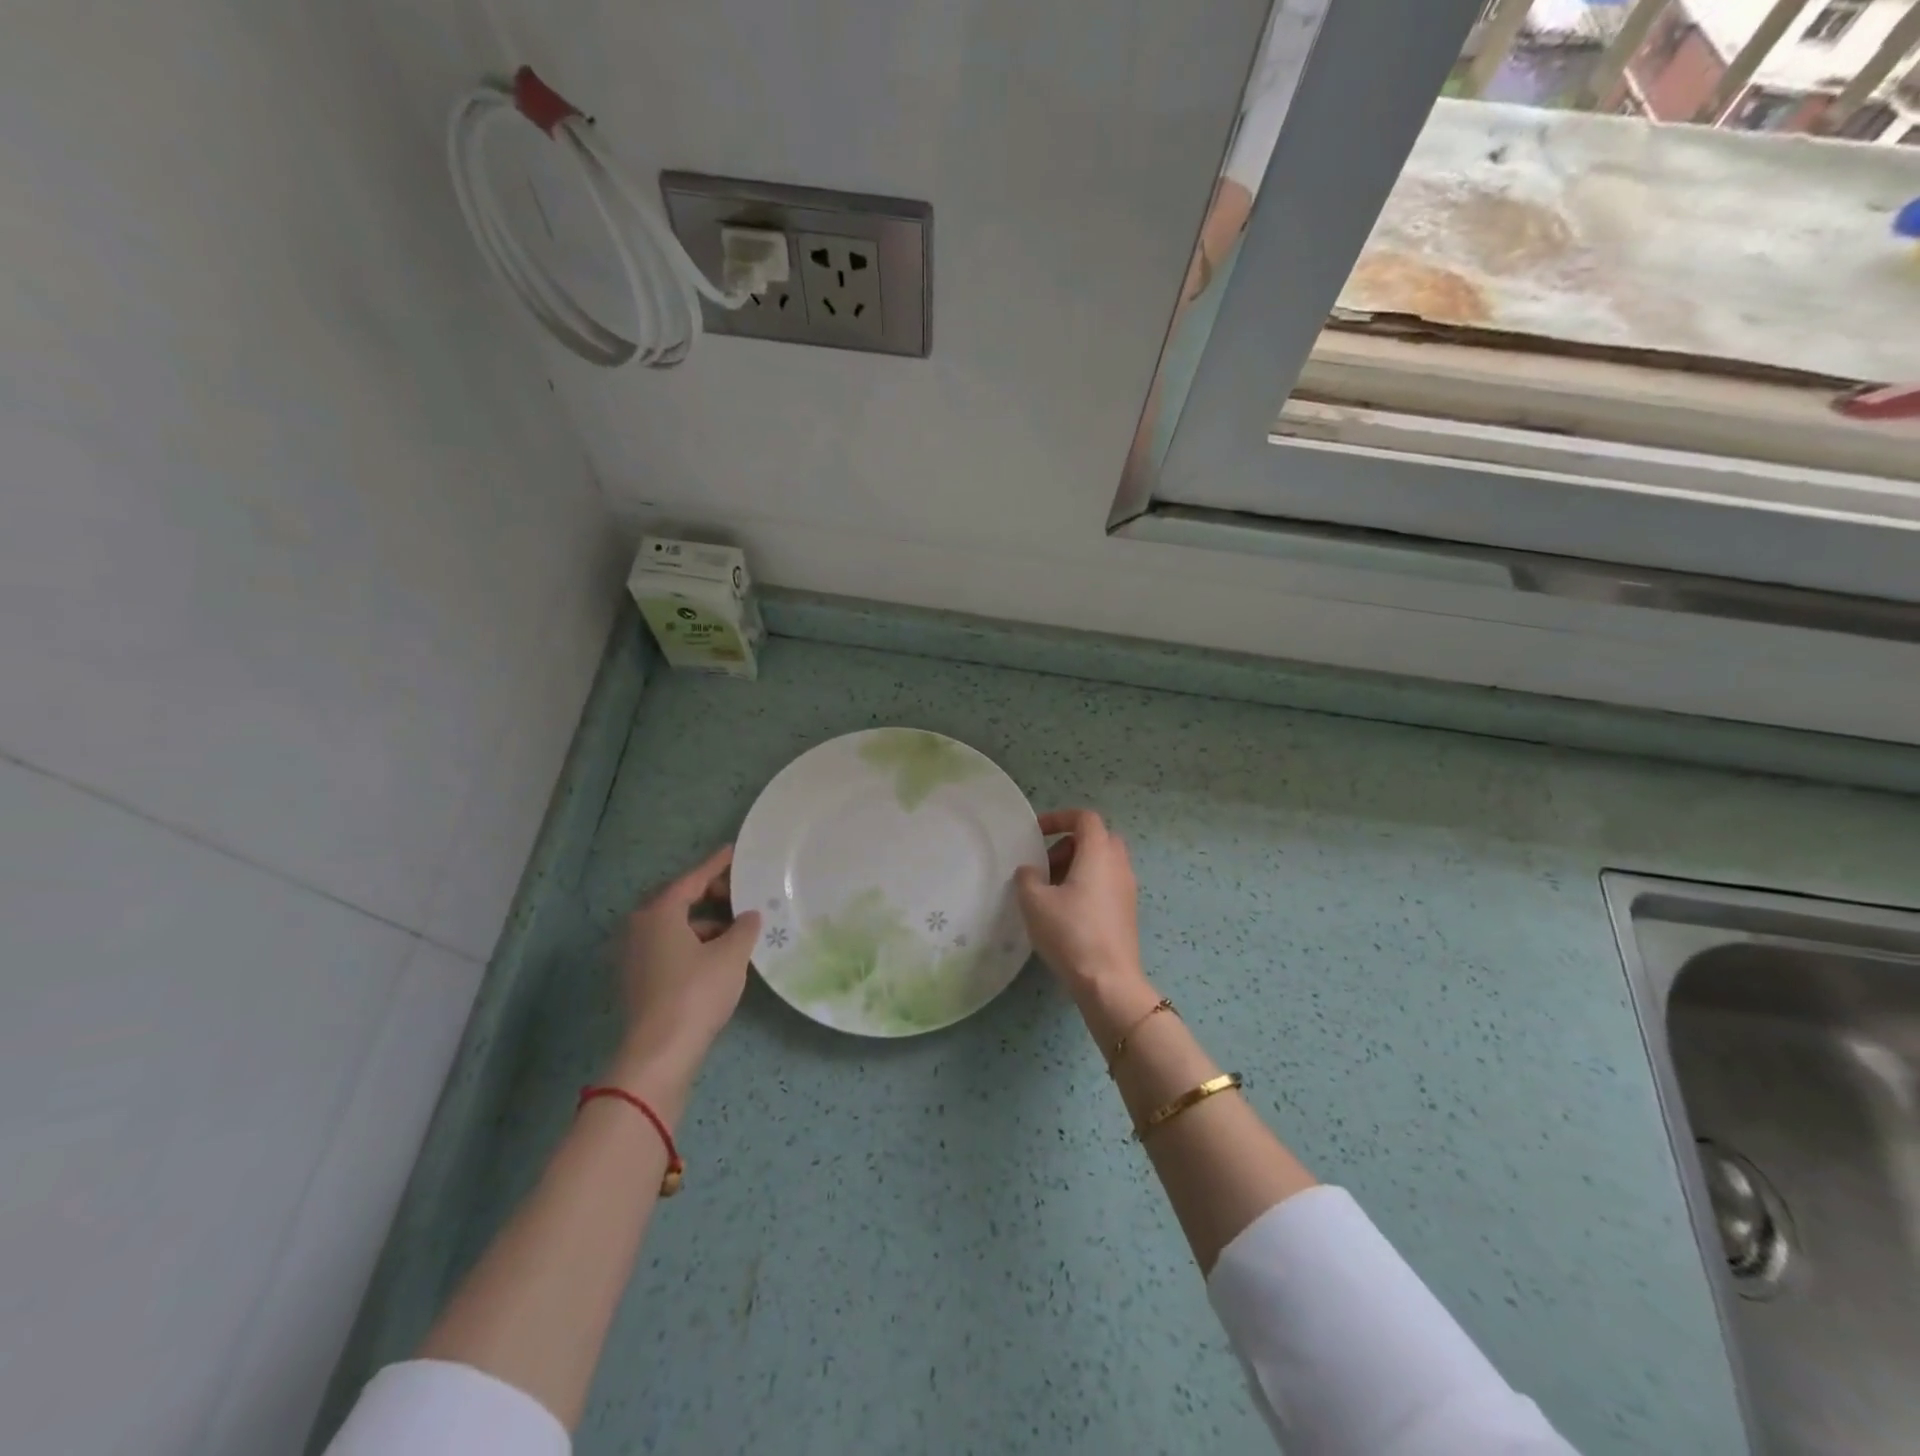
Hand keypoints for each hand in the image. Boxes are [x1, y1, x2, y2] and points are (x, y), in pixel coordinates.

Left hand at [612, 845, 760, 1085]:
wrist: (660, 1052)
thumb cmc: (696, 992)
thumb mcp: (731, 955)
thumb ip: (744, 928)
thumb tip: (749, 916)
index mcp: (660, 912)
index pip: (692, 879)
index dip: (717, 865)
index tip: (735, 851)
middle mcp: (640, 927)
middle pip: (679, 900)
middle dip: (711, 895)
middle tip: (741, 894)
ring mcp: (635, 955)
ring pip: (675, 926)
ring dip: (705, 923)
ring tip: (737, 930)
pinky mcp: (638, 979)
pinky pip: (669, 947)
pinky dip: (694, 943)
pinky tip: (718, 957)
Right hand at [1015, 810, 1152, 1012]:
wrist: (1108, 981)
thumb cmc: (1070, 933)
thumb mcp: (1034, 902)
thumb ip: (1027, 877)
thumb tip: (1031, 871)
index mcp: (1099, 853)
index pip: (1085, 818)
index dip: (1060, 818)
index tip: (1037, 833)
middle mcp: (1119, 865)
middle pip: (1097, 838)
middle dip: (1069, 845)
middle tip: (1045, 865)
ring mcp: (1127, 890)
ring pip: (1103, 863)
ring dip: (1077, 867)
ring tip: (1050, 891)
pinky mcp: (1127, 912)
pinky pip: (1107, 884)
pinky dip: (1087, 885)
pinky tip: (1065, 911)